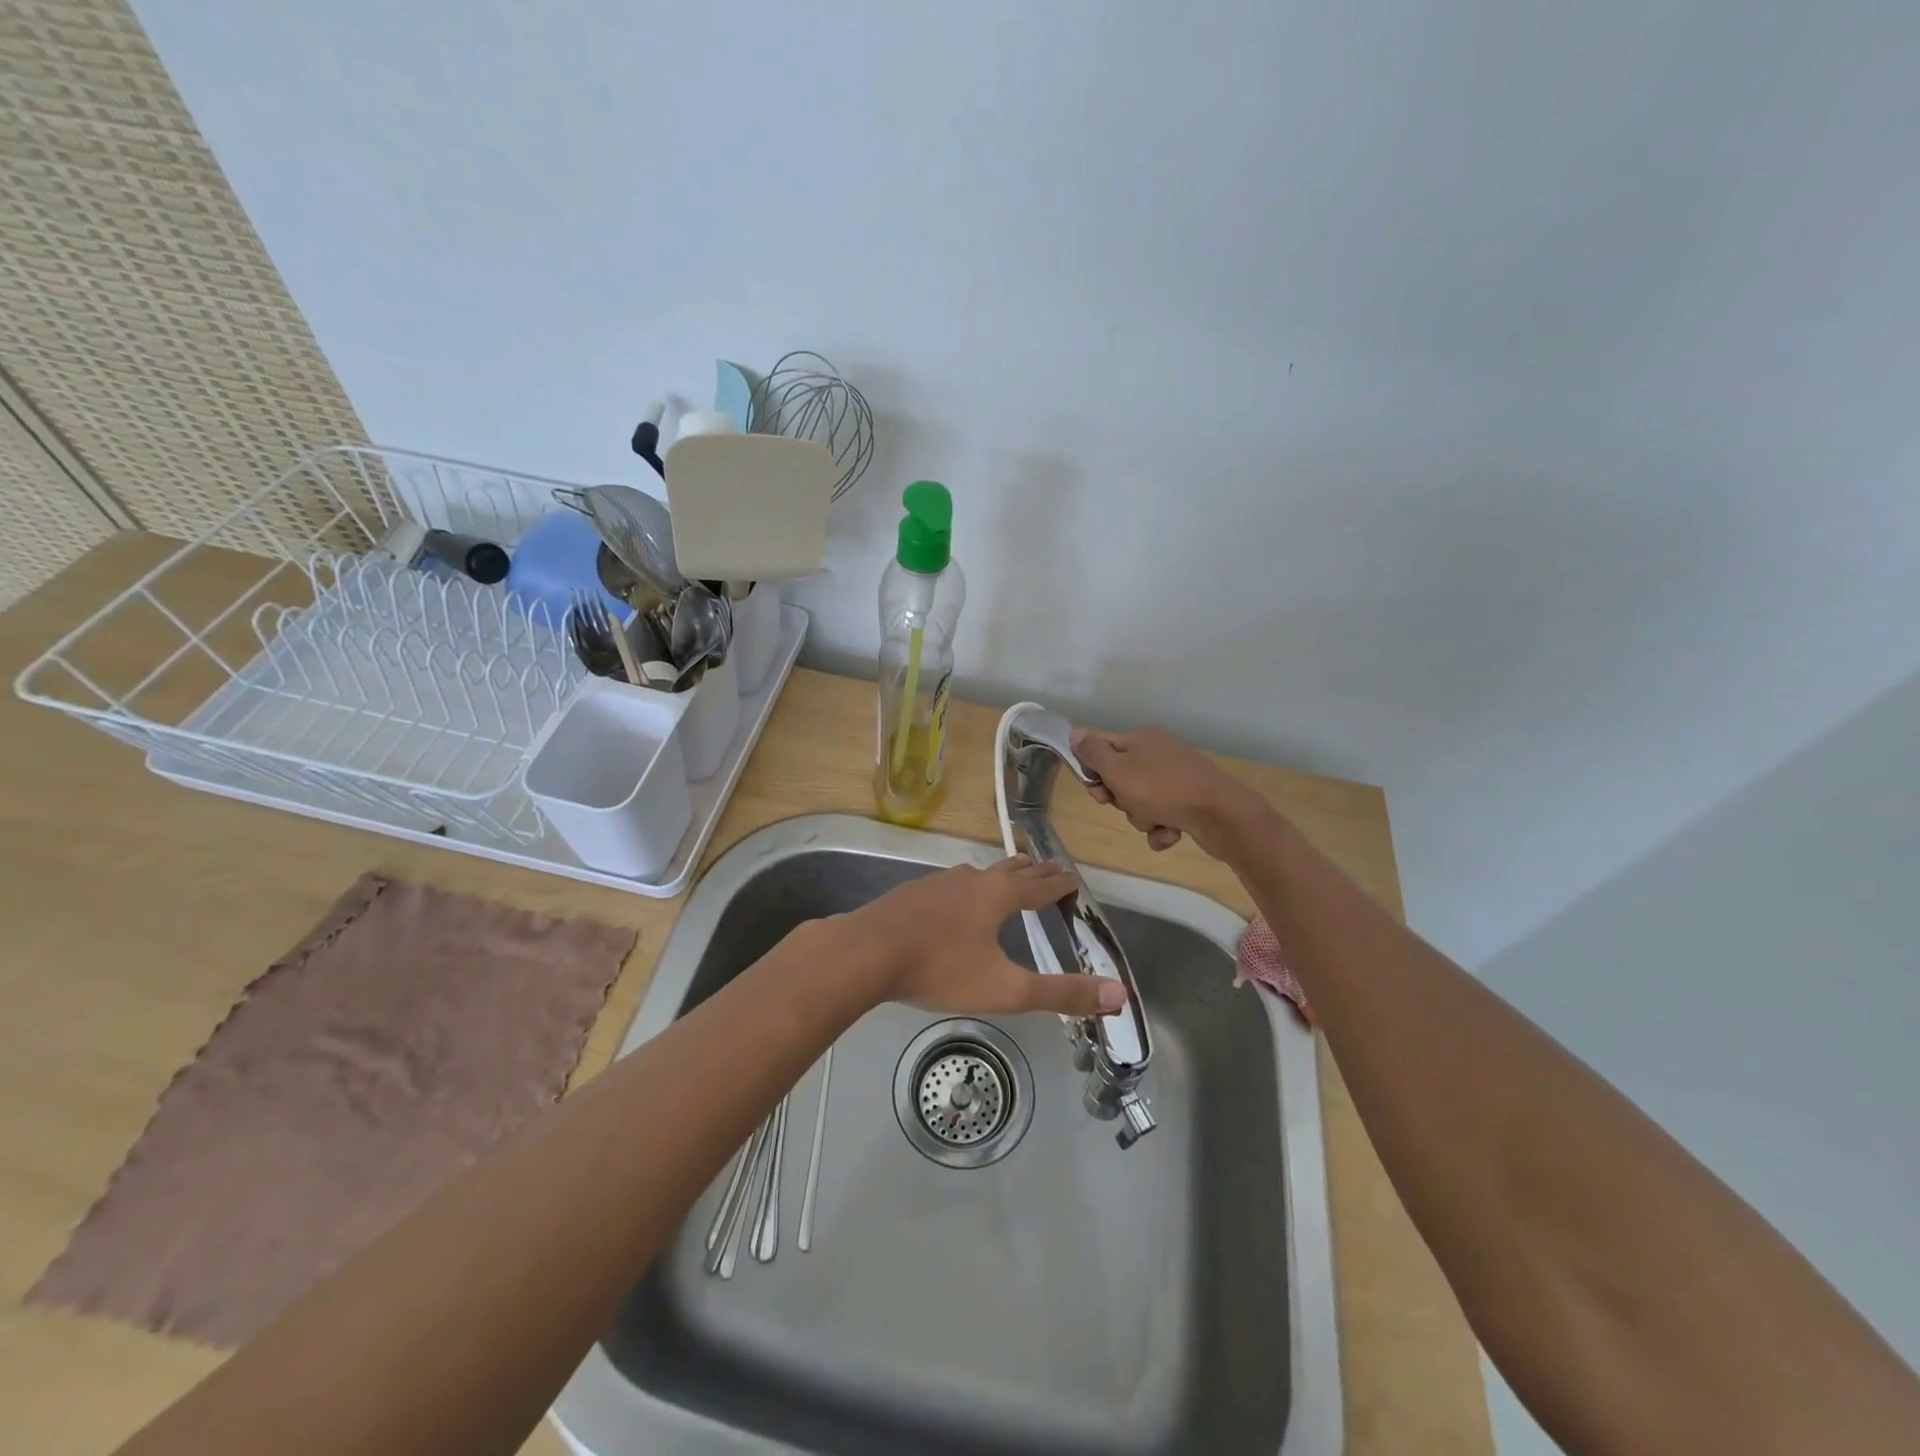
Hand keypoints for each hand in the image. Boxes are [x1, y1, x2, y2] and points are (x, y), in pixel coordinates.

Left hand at [838, 856, 1126, 1017]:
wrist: (866, 953)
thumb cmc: (940, 969)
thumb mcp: (1006, 989)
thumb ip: (1061, 993)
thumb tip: (1119, 995)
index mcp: (999, 895)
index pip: (1041, 885)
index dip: (1061, 883)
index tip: (1075, 878)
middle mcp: (972, 879)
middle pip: (1011, 870)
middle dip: (1034, 871)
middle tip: (1049, 871)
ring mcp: (938, 882)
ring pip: (979, 873)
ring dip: (1000, 875)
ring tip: (1008, 879)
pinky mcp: (912, 892)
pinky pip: (951, 884)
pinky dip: (968, 887)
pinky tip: (955, 901)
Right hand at [1072, 726, 1267, 859]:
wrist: (1220, 814)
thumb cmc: (1161, 789)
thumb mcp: (1118, 769)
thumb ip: (1093, 753)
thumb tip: (1076, 732)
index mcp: (1142, 739)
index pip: (1104, 750)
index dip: (1094, 772)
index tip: (1096, 790)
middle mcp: (1160, 753)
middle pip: (1122, 778)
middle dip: (1120, 799)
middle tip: (1124, 805)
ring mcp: (1178, 778)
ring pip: (1142, 802)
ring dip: (1142, 817)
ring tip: (1155, 821)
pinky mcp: (1192, 802)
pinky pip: (1164, 817)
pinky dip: (1163, 828)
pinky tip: (1170, 834)